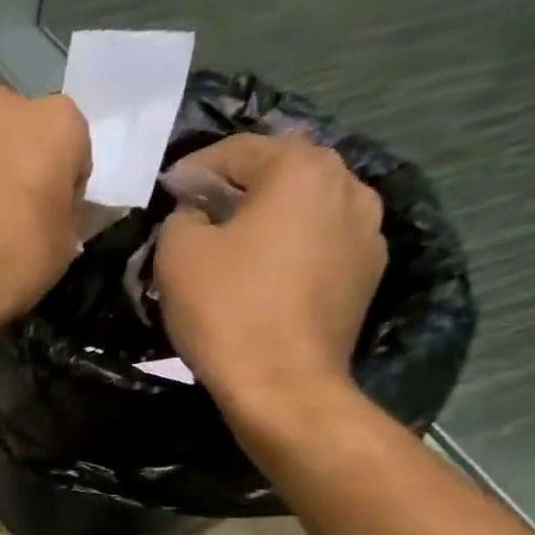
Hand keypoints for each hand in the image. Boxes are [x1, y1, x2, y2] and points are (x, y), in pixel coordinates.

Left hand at [0, 85, 89, 350]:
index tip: (50, 222)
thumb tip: (48, 215)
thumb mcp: (63, 248)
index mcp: (57, 120)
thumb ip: (63, 216)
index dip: (63, 190)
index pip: (73, 152)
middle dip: (18, 170)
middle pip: (20, 138)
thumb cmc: (10, 259)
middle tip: (11, 221)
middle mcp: (2, 107)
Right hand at [154, 133, 386, 415]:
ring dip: (265, 219)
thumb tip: (195, 214)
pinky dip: (288, 249)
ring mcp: (368, 231)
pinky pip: (318, 244)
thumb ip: (182, 216)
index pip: (239, 150)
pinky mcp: (367, 274)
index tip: (165, 193)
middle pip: (279, 174)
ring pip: (303, 209)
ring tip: (229, 246)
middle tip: (194, 215)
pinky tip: (261, 275)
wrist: (282, 384)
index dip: (193, 169)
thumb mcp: (178, 252)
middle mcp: (349, 185)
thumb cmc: (226, 308)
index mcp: (303, 169)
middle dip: (234, 190)